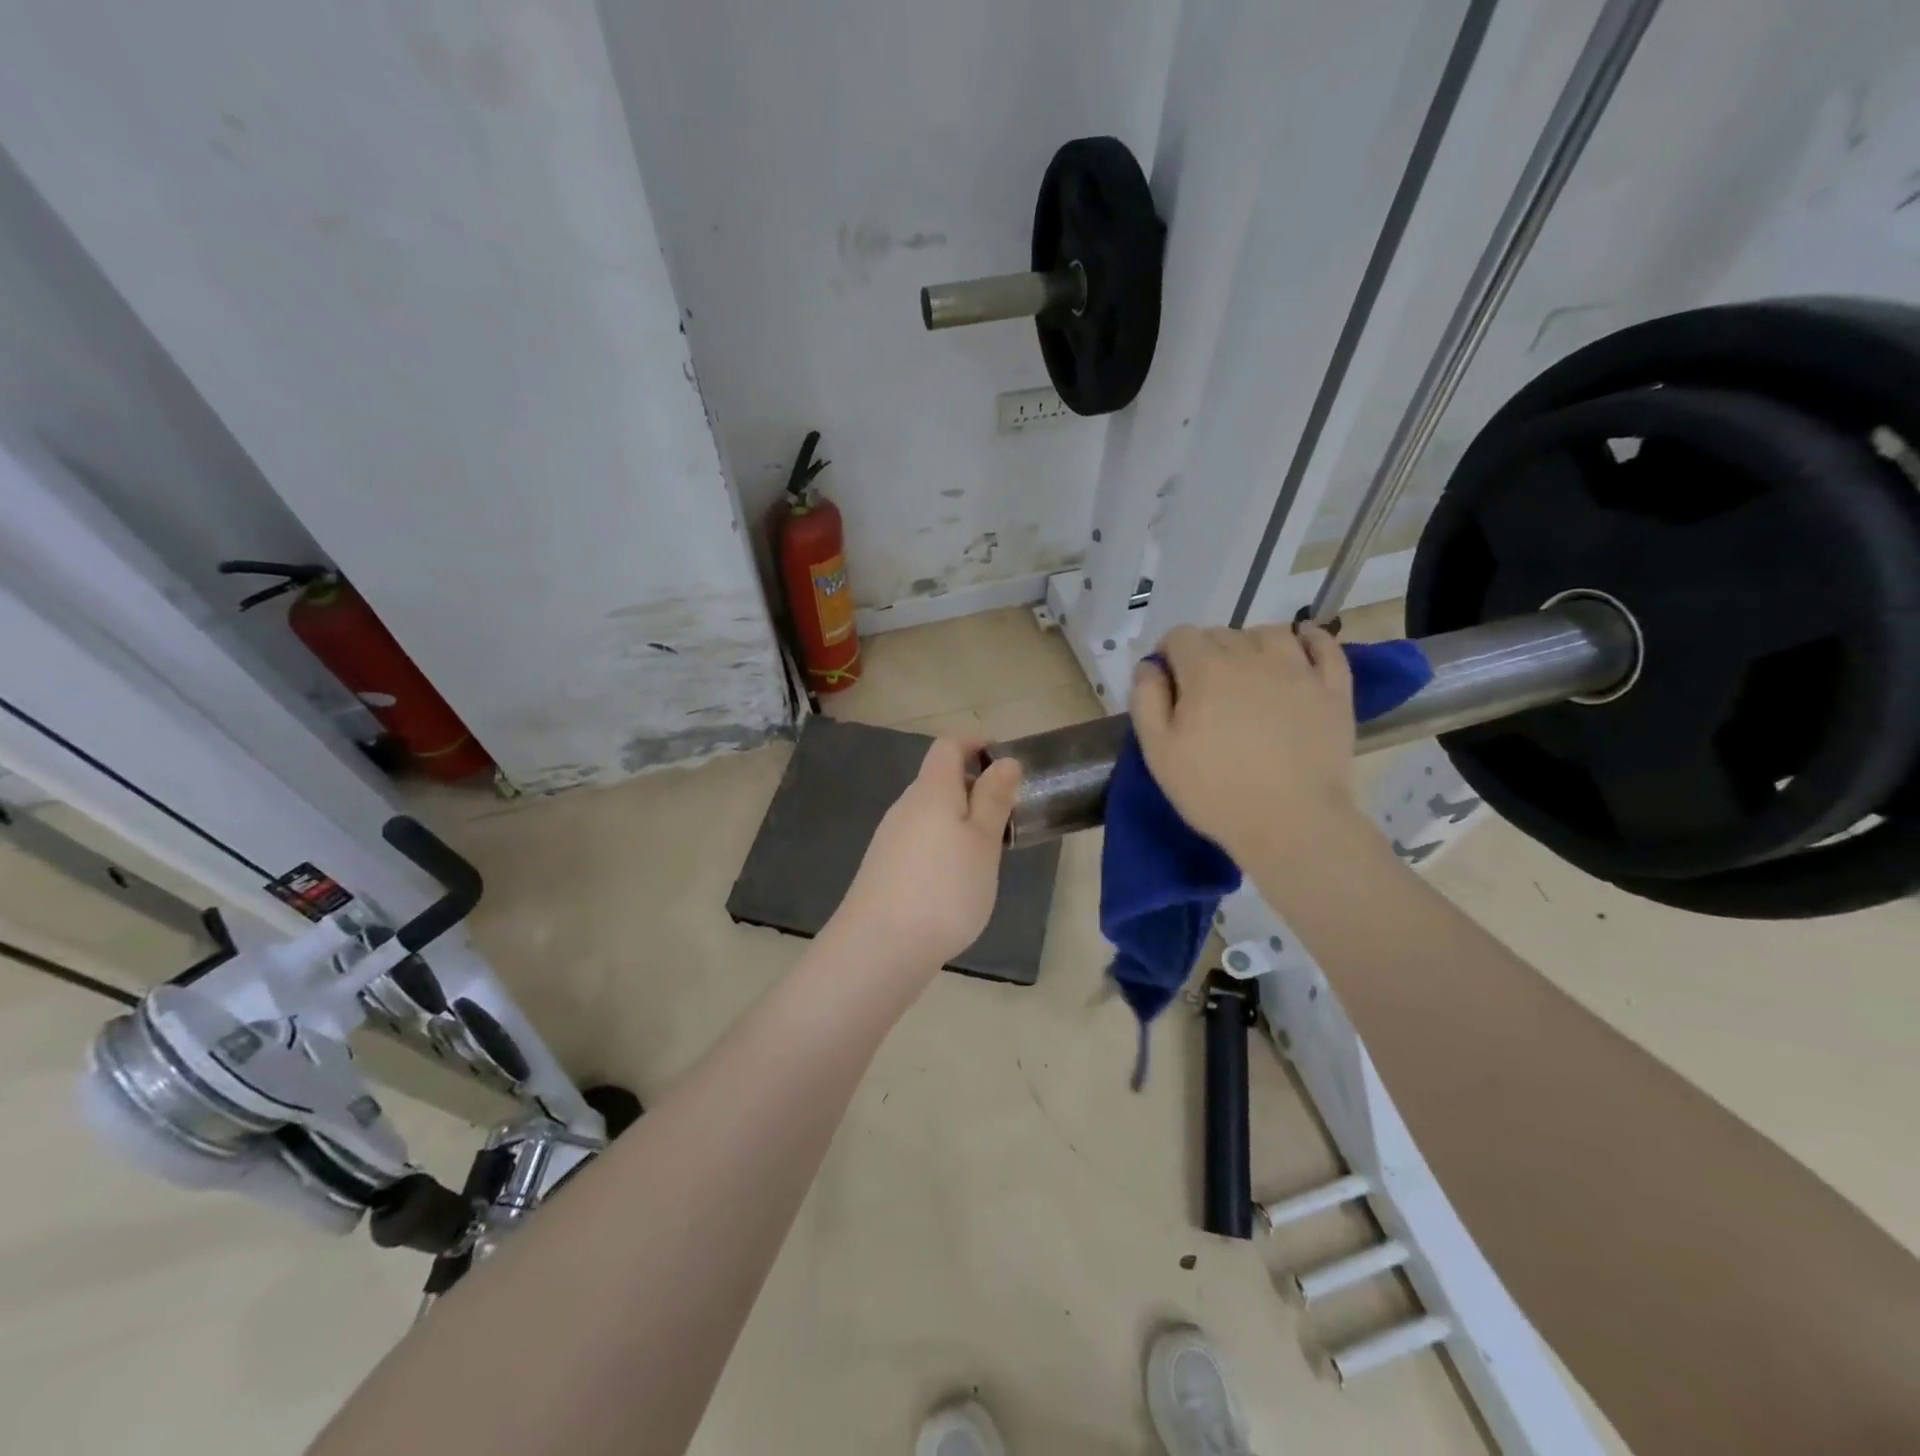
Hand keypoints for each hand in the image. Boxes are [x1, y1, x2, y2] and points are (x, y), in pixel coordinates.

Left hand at [829, 739, 1022, 972]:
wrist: (879, 948)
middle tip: (1004, 819)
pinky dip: (942, 846)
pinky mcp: (883, 868)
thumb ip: (993, 799)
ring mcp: (889, 838)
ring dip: (959, 821)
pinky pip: (919, 840)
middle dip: (973, 790)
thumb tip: (1004, 760)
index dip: (975, 745)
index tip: (1003, 763)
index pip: (948, 747)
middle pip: (938, 780)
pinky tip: (954, 881)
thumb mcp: (983, 842)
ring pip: (929, 814)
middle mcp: (905, 806)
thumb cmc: (944, 888)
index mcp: (931, 790)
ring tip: (985, 856)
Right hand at [1130, 623, 1361, 864]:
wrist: (1292, 824)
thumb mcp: (1158, 752)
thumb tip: (1150, 666)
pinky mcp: (1334, 689)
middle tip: (1203, 691)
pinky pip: (1324, 646)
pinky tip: (1300, 647)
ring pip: (1270, 633)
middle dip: (1206, 652)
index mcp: (1206, 670)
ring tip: (1248, 673)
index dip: (1168, 653)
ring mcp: (1299, 670)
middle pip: (1222, 633)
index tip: (1167, 682)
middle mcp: (1253, 657)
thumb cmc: (1215, 791)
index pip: (1181, 636)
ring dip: (1251, 644)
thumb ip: (1146, 700)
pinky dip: (1310, 639)